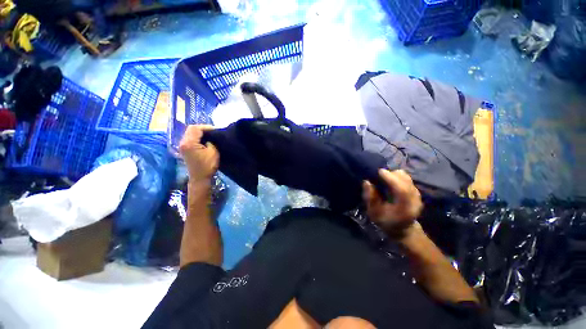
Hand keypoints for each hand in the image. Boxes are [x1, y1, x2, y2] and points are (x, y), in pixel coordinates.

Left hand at [179, 125, 218, 182]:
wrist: (199, 178)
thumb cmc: (207, 166)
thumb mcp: (213, 152)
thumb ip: (211, 142)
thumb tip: (209, 138)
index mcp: (189, 143)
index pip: (196, 128)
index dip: (207, 127)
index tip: (216, 130)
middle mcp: (183, 142)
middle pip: (191, 129)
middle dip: (202, 128)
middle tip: (213, 131)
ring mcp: (182, 146)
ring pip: (189, 133)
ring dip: (199, 132)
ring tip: (210, 135)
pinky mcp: (184, 149)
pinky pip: (189, 138)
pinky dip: (197, 136)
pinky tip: (204, 140)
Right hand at [362, 169, 422, 235]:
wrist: (402, 229)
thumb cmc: (385, 221)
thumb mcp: (373, 213)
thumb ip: (370, 198)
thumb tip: (367, 182)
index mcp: (405, 209)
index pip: (402, 190)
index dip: (391, 179)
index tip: (380, 171)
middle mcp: (414, 201)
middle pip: (406, 181)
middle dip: (391, 174)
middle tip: (378, 174)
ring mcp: (417, 196)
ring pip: (407, 178)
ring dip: (394, 175)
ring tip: (383, 177)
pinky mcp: (416, 191)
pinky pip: (407, 178)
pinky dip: (397, 176)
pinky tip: (389, 179)